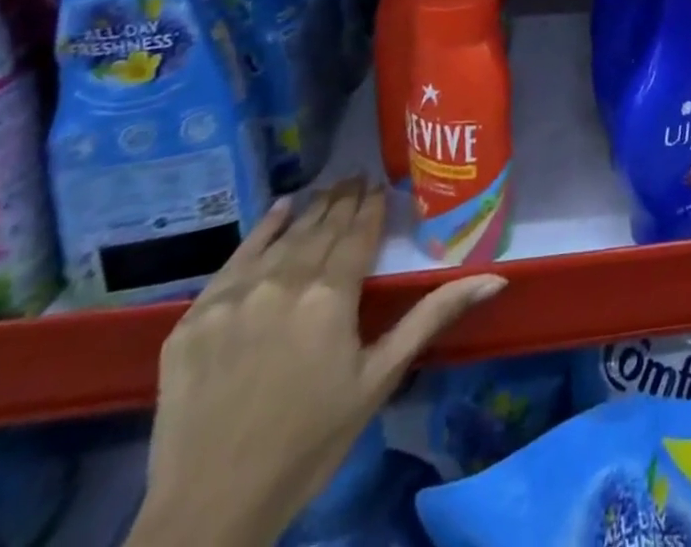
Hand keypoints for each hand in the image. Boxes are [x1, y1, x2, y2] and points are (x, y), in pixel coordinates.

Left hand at [128, 180, 506, 546]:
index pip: (358, 233)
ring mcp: (234, 298)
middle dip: (343, 201)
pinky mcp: (194, 318)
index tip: (381, 183)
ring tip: (330, 188)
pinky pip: (235, 259)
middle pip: (322, 229)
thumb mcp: (379, 379)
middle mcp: (283, 283)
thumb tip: (496, 277)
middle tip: (358, 177)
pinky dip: (262, 230)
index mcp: (330, 296)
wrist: (208, 512)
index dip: (372, 206)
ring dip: (311, 211)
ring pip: (283, 239)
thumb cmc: (308, 443)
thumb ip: (433, 316)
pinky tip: (281, 209)